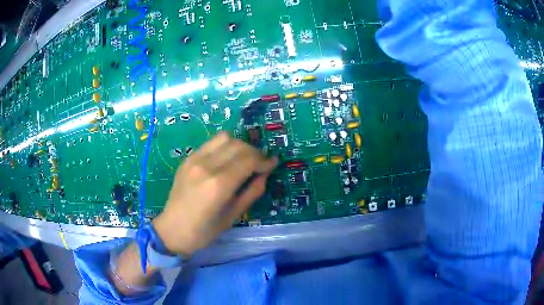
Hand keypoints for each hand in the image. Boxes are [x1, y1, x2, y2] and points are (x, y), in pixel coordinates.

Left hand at [153, 132, 277, 256]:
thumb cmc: (204, 231)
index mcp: (219, 184)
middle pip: (238, 145)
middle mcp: (206, 166)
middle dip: (254, 152)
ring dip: (239, 145)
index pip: (248, 160)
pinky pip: (211, 143)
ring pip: (224, 138)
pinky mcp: (187, 158)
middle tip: (260, 164)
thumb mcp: (233, 216)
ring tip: (243, 159)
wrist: (172, 230)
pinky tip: (226, 160)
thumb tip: (264, 175)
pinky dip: (224, 147)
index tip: (272, 164)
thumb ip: (252, 192)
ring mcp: (194, 159)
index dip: (264, 160)